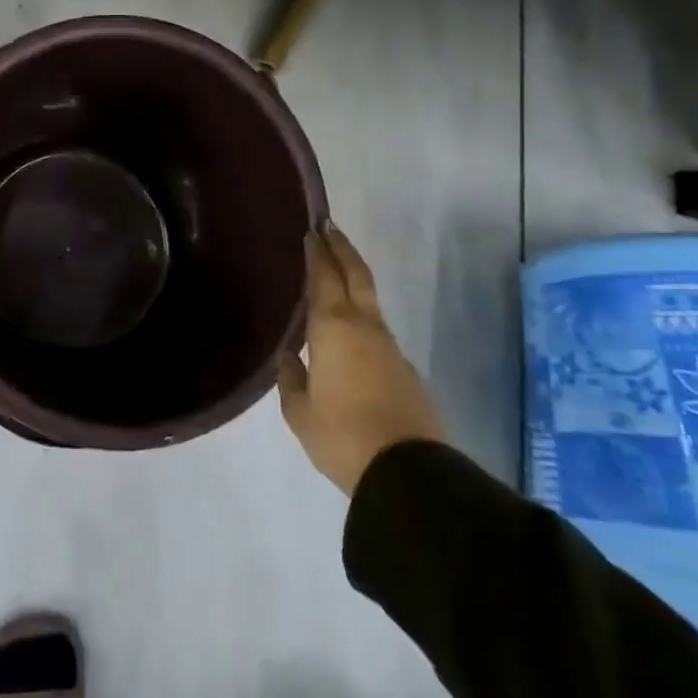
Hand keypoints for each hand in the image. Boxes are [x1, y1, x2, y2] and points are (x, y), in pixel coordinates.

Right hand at [278, 223, 442, 494]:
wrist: (407, 472)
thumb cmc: (342, 435)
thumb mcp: (299, 412)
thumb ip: (290, 379)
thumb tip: (289, 357)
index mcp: (333, 328)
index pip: (324, 277)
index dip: (317, 252)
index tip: (312, 229)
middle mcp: (364, 327)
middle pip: (356, 275)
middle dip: (342, 248)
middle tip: (329, 226)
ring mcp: (389, 347)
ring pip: (369, 301)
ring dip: (353, 278)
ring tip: (335, 272)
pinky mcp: (404, 369)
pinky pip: (376, 328)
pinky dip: (360, 313)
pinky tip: (348, 328)